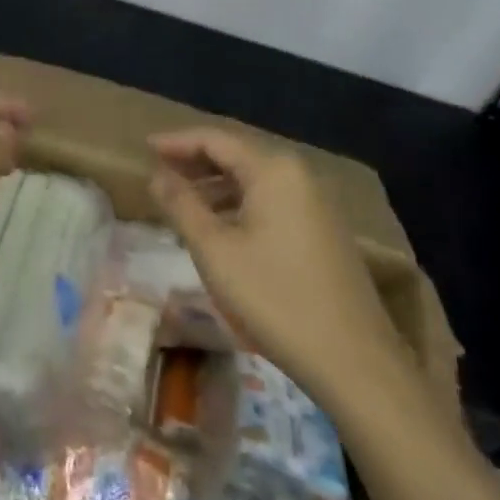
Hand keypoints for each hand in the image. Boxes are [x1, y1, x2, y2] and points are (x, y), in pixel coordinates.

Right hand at [149, 129, 407, 411]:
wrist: (354, 359)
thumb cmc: (275, 298)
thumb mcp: (216, 251)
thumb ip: (182, 206)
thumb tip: (157, 175)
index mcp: (273, 169)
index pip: (216, 139)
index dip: (177, 142)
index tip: (146, 147)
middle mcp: (298, 173)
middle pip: (238, 154)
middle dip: (196, 162)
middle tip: (160, 172)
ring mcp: (316, 201)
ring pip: (255, 179)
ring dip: (217, 185)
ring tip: (184, 201)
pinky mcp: (324, 228)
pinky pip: (272, 199)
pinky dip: (241, 203)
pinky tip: (223, 227)